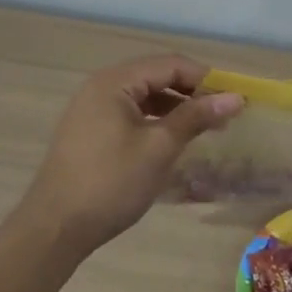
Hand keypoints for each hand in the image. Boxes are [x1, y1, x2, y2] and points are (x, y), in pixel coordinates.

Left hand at [23, 54, 243, 252]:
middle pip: (156, 76)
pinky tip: (173, 140)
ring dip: (176, 108)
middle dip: (192, 93)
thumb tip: (235, 97)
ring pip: (144, 96)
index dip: (206, 78)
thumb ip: (196, 117)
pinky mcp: (90, 131)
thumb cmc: (111, 182)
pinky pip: (131, 114)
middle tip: (224, 115)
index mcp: (114, 82)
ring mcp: (92, 109)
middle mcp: (101, 87)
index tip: (235, 99)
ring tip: (205, 129)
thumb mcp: (159, 147)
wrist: (56, 227)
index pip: (170, 64)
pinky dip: (156, 122)